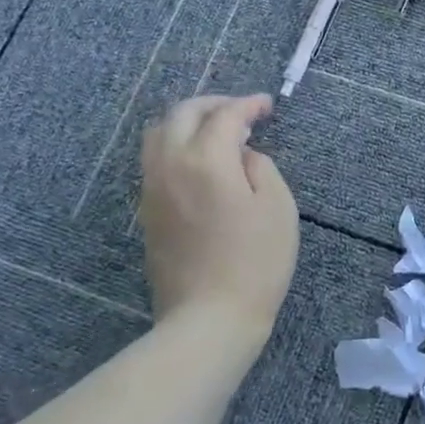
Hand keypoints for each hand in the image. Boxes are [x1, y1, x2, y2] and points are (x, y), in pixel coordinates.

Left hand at [139, 95, 297, 342]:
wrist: (209, 319)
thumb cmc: (255, 262)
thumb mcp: (277, 206)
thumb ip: (260, 167)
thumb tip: (241, 156)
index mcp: (206, 160)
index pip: (225, 115)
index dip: (248, 105)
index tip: (268, 105)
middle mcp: (170, 166)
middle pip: (181, 114)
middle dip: (213, 104)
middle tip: (241, 111)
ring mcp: (152, 190)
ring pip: (158, 135)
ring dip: (188, 123)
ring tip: (218, 133)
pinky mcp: (147, 213)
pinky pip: (155, 162)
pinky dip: (177, 147)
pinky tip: (202, 164)